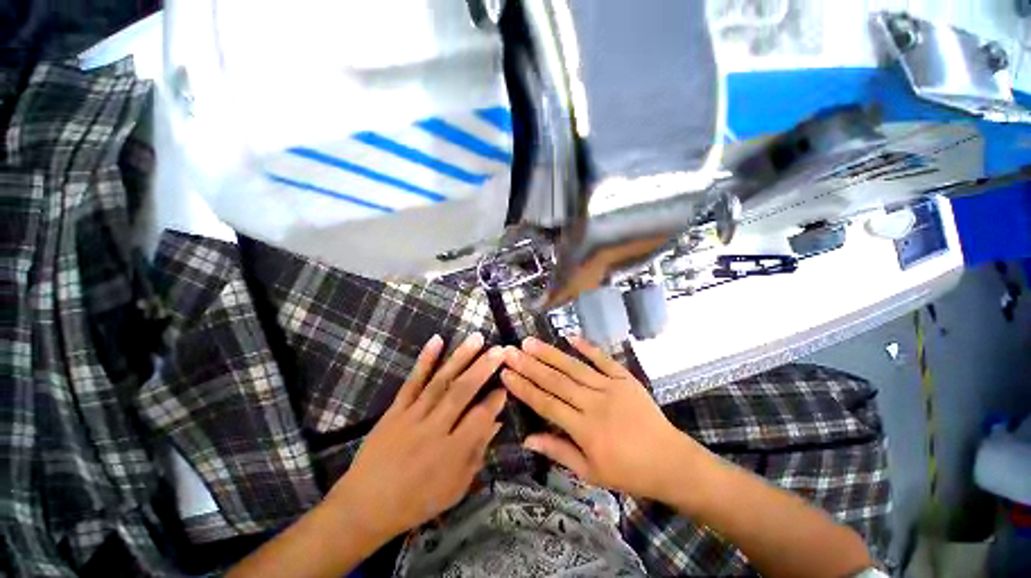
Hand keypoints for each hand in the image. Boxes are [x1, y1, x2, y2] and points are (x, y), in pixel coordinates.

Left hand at [327, 332, 506, 541]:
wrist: (365, 507)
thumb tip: (497, 422)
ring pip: (441, 381)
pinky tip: (437, 340)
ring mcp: (412, 416)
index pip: (481, 417)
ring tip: (477, 338)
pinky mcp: (395, 410)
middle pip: (463, 392)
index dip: (496, 399)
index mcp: (452, 453)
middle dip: (484, 368)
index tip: (506, 384)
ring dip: (461, 357)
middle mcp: (434, 429)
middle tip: (500, 350)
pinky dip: (425, 360)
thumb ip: (477, 453)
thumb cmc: (417, 502)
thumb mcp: (455, 488)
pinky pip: (412, 382)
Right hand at [501, 335, 703, 499]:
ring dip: (550, 353)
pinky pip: (603, 359)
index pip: (546, 404)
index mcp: (584, 429)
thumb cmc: (628, 472)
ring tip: (530, 341)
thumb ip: (558, 452)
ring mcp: (611, 387)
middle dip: (529, 365)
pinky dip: (587, 347)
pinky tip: (570, 336)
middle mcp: (594, 404)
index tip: (505, 374)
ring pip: (574, 367)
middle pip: (556, 381)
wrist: (670, 461)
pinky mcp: (625, 378)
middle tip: (510, 351)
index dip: (524, 388)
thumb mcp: (590, 472)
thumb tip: (528, 439)